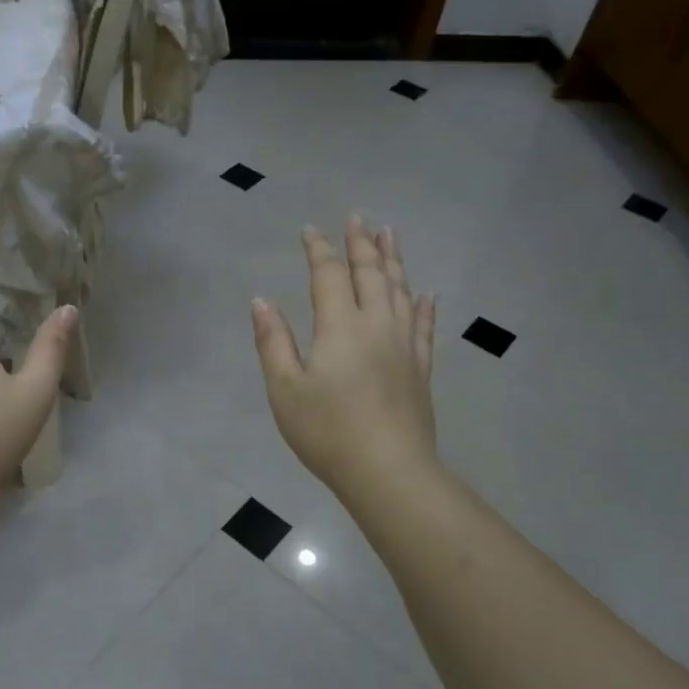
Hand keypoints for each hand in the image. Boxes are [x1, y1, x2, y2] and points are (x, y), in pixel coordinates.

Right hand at [251, 216, 437, 499]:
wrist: (388, 471)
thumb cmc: (327, 431)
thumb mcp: (285, 389)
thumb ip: (273, 342)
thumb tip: (261, 301)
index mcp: (340, 326)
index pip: (328, 275)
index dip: (318, 250)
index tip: (310, 230)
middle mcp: (376, 325)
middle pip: (370, 273)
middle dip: (361, 243)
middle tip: (358, 217)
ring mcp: (404, 345)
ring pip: (401, 291)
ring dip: (395, 260)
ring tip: (391, 234)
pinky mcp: (421, 369)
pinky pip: (424, 327)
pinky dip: (425, 306)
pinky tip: (427, 293)